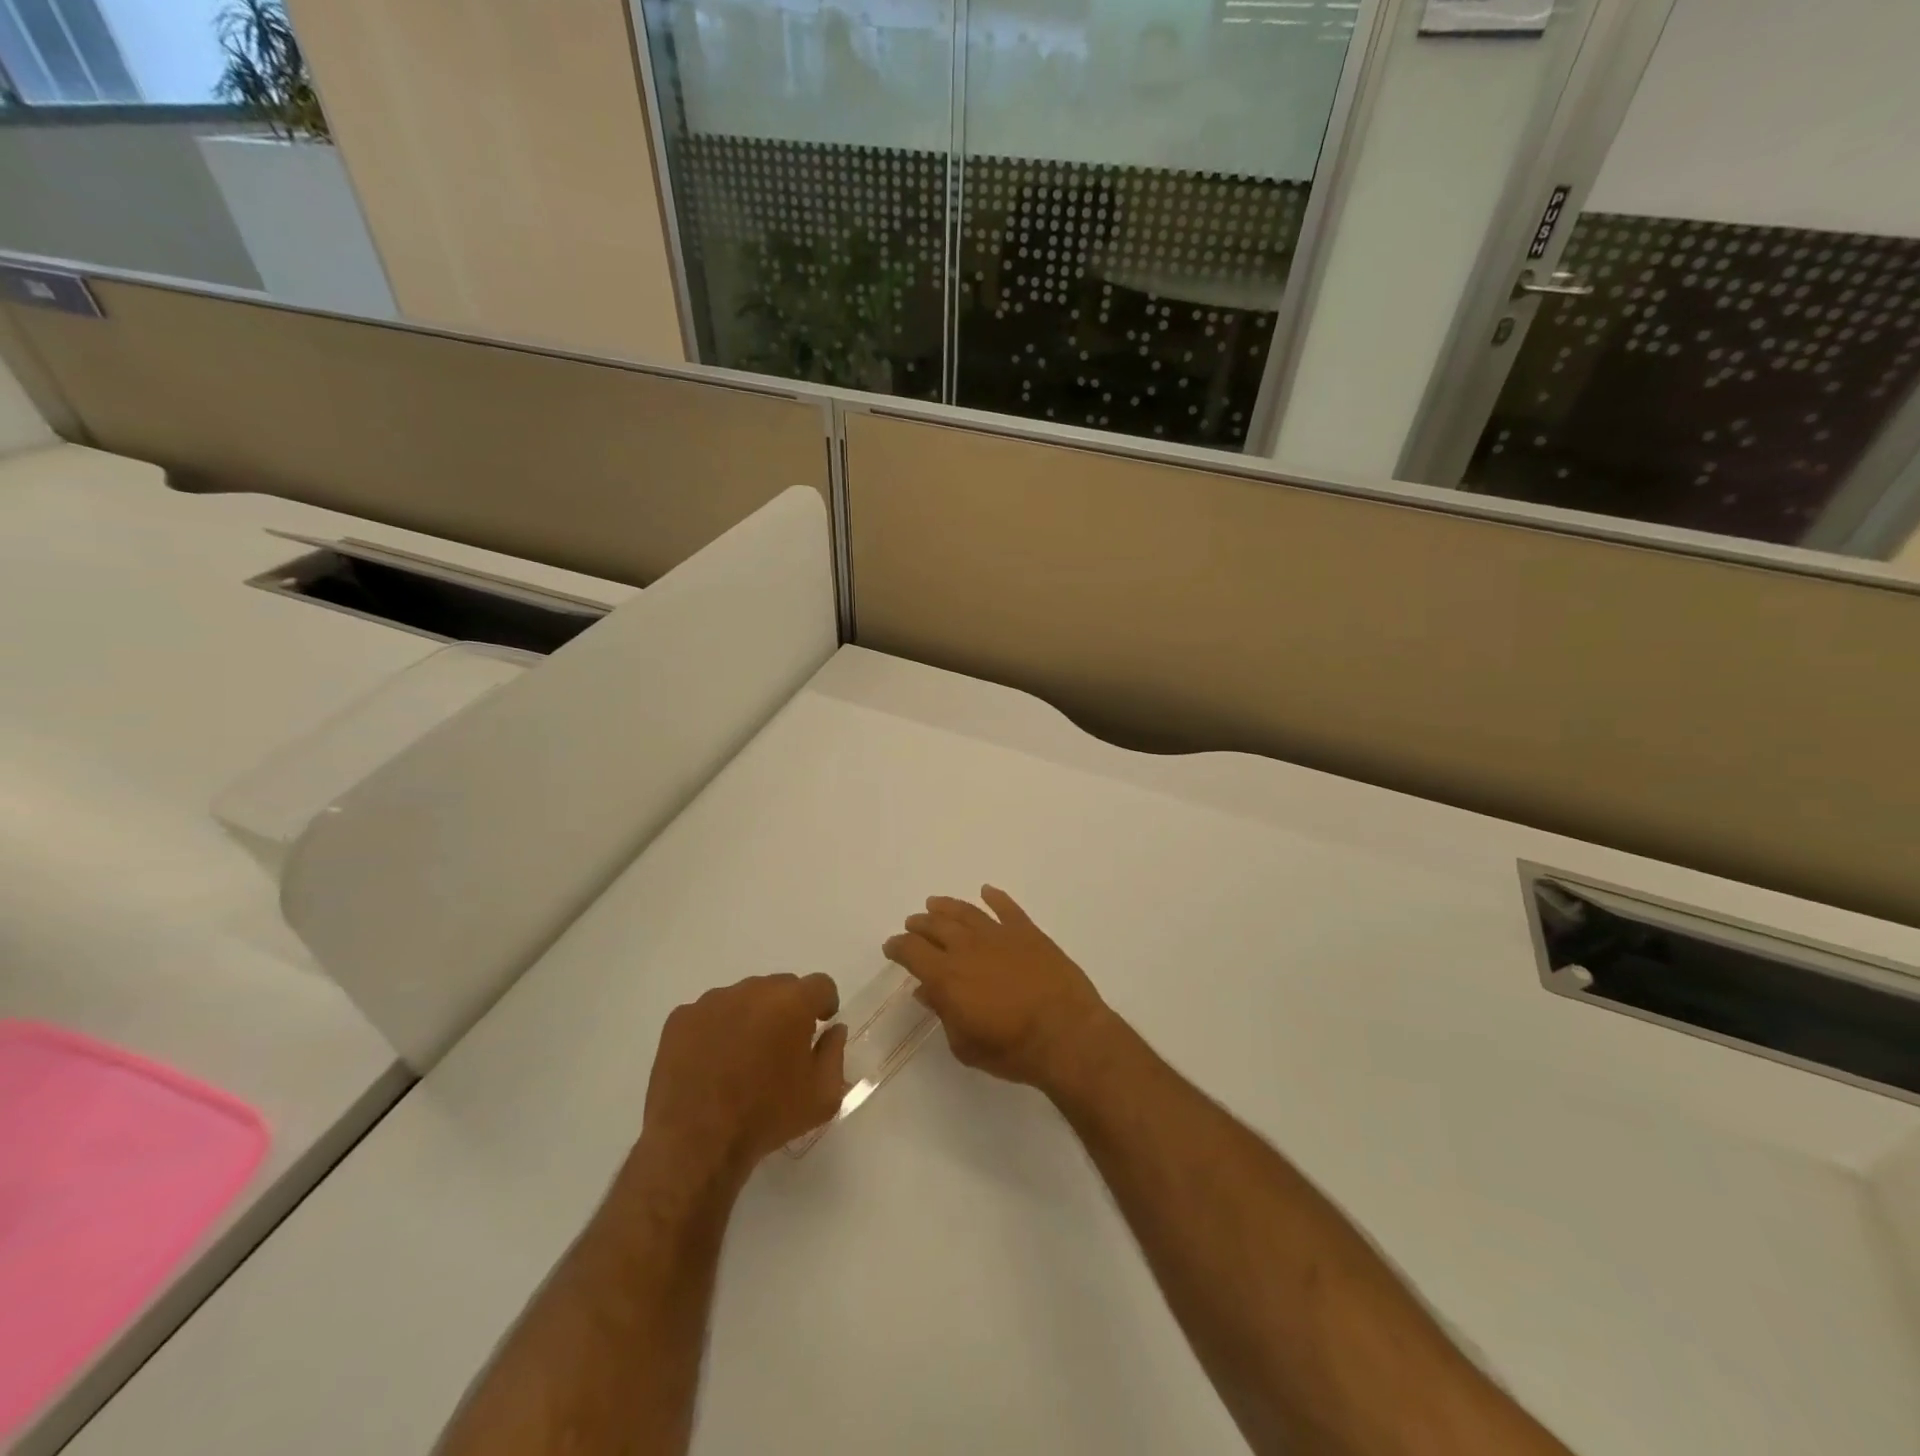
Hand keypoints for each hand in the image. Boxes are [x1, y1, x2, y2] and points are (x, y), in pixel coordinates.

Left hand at [641, 974, 847, 1186]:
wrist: (696, 1144)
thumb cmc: (767, 1117)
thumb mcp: (822, 1096)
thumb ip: (835, 1053)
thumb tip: (833, 1030)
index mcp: (792, 1002)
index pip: (820, 984)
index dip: (825, 1003)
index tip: (820, 1025)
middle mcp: (753, 990)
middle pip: (781, 987)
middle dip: (787, 1009)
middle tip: (781, 1046)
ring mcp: (712, 1001)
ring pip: (743, 998)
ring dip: (751, 1017)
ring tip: (742, 1057)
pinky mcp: (681, 1018)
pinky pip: (709, 1014)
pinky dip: (716, 1029)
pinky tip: (712, 1063)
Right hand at [883, 886, 1111, 1090]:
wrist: (1065, 1033)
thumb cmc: (1012, 1049)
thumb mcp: (965, 1045)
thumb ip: (943, 1013)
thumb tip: (926, 991)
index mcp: (946, 975)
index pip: (912, 951)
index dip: (898, 947)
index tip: (892, 946)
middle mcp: (967, 947)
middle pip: (935, 926)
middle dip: (920, 924)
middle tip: (913, 924)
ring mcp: (999, 935)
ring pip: (966, 912)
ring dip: (947, 906)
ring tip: (935, 904)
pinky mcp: (1028, 932)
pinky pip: (1006, 908)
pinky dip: (994, 898)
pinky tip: (986, 892)